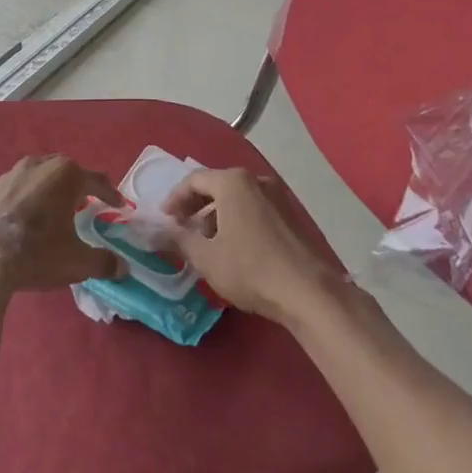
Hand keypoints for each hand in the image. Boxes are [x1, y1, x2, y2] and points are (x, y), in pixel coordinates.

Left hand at [0, 155, 123, 293]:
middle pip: (65, 171)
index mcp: (66, 175)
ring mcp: (9, 174)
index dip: (110, 194)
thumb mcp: (76, 262)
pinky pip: (13, 191)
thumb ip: (103, 262)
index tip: (118, 206)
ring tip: (52, 211)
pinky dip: (22, 201)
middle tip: (85, 203)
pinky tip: (21, 221)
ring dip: (48, 191)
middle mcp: (38, 165)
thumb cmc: (37, 252)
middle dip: (77, 186)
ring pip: (37, 177)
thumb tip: (122, 267)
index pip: (96, 180)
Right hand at [163, 168, 337, 326]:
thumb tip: (163, 231)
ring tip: (206, 242)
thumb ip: (180, 239)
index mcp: (232, 182)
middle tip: (182, 228)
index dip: (175, 199)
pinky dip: (237, 221)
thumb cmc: (250, 268)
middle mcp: (255, 180)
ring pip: (237, 199)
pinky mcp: (290, 216)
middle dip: (195, 206)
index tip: (165, 219)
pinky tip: (233, 247)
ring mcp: (277, 196)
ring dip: (216, 215)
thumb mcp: (205, 258)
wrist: (308, 292)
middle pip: (216, 186)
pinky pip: (254, 209)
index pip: (193, 180)